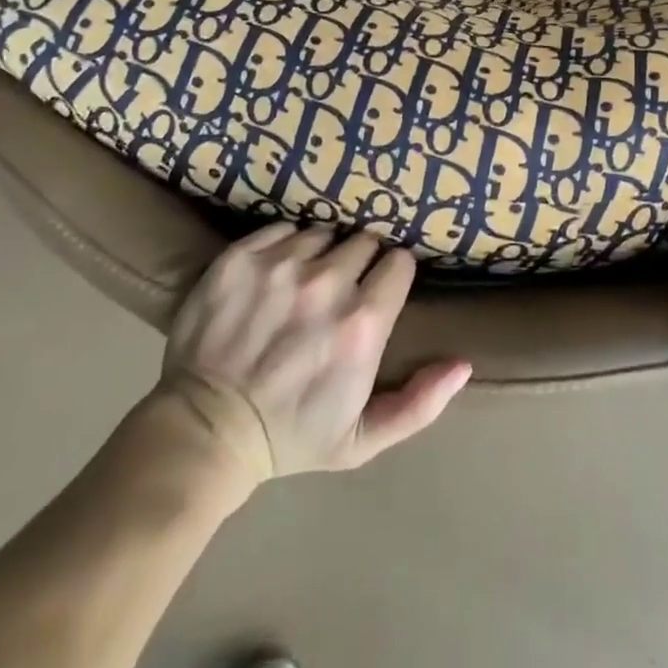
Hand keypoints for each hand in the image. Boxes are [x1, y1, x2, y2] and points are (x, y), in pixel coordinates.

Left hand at [155, 224, 470, 481]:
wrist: (203, 431)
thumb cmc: (290, 436)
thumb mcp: (362, 439)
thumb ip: (420, 403)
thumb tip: (464, 364)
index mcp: (362, 324)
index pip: (399, 262)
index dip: (390, 276)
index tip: (377, 292)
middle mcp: (326, 284)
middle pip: (363, 242)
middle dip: (358, 262)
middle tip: (338, 290)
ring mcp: (281, 266)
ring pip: (323, 233)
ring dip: (320, 253)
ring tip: (303, 284)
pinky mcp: (241, 257)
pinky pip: (282, 228)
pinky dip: (283, 246)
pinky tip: (274, 275)